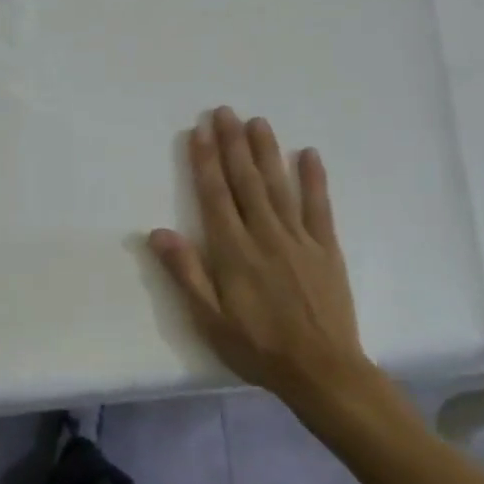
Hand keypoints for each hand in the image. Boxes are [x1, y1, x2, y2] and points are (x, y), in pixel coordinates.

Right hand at [149, 108, 371, 412]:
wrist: (323, 371)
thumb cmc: (258, 347)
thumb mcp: (209, 319)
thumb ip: (185, 273)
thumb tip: (157, 232)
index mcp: (233, 251)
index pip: (214, 196)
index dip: (205, 162)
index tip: (199, 131)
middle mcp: (265, 235)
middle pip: (245, 181)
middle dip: (232, 144)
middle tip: (225, 112)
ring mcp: (299, 239)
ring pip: (279, 186)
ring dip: (266, 152)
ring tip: (257, 121)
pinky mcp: (326, 248)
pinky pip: (319, 206)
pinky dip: (314, 179)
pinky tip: (309, 154)